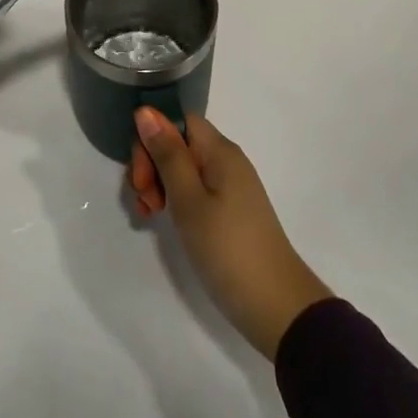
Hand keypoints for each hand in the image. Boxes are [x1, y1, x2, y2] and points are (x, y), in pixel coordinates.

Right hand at [129, 109, 332, 359]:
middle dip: (152, 164)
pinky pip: (194, 190)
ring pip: (183, 169)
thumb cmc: (228, 248)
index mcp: (219, 150)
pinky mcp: (229, 211)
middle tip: (143, 201)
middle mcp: (225, 160)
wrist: (276, 306)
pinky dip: (174, 201)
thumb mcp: (189, 200)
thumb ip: (167, 154)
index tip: (141, 174)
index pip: (178, 120)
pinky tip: (161, 220)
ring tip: (148, 215)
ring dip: (158, 184)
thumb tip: (145, 111)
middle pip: (178, 143)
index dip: (153, 137)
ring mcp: (228, 187)